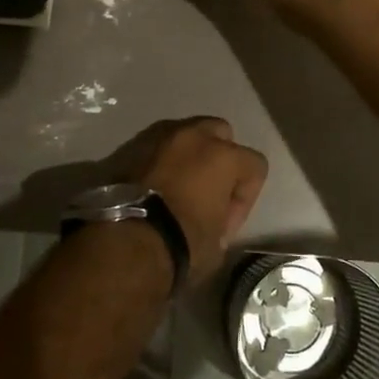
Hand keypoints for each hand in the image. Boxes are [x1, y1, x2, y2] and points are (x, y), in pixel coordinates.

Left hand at [114, 118, 267, 280]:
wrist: (123, 242)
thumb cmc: (180, 244)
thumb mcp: (216, 244)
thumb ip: (222, 221)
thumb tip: (211, 221)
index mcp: (224, 156)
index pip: (255, 166)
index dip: (246, 197)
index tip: (227, 223)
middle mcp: (194, 136)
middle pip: (220, 134)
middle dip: (219, 159)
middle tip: (207, 192)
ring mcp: (159, 136)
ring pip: (184, 136)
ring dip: (187, 157)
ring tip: (175, 189)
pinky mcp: (130, 145)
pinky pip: (156, 148)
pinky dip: (159, 163)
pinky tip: (152, 190)